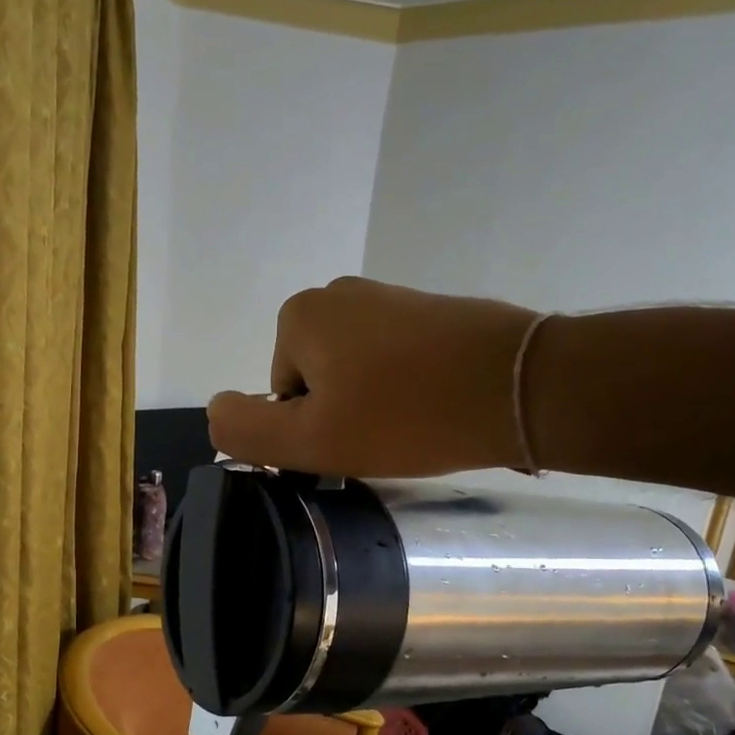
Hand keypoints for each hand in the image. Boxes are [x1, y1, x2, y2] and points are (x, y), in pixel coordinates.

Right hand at [206, 277, 541, 477]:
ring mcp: (388, 297)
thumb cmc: (406, 415)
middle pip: (316, 382)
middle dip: (341, 414)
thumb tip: (215, 409)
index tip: (351, 442)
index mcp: (300, 316)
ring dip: (375, 405)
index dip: (310, 430)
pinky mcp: (430, 311)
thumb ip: (247, 430)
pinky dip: (407, 389)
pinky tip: (436, 406)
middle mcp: (338, 293)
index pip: (280, 396)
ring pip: (356, 374)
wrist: (519, 385)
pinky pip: (395, 362)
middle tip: (384, 437)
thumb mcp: (312, 440)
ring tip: (414, 424)